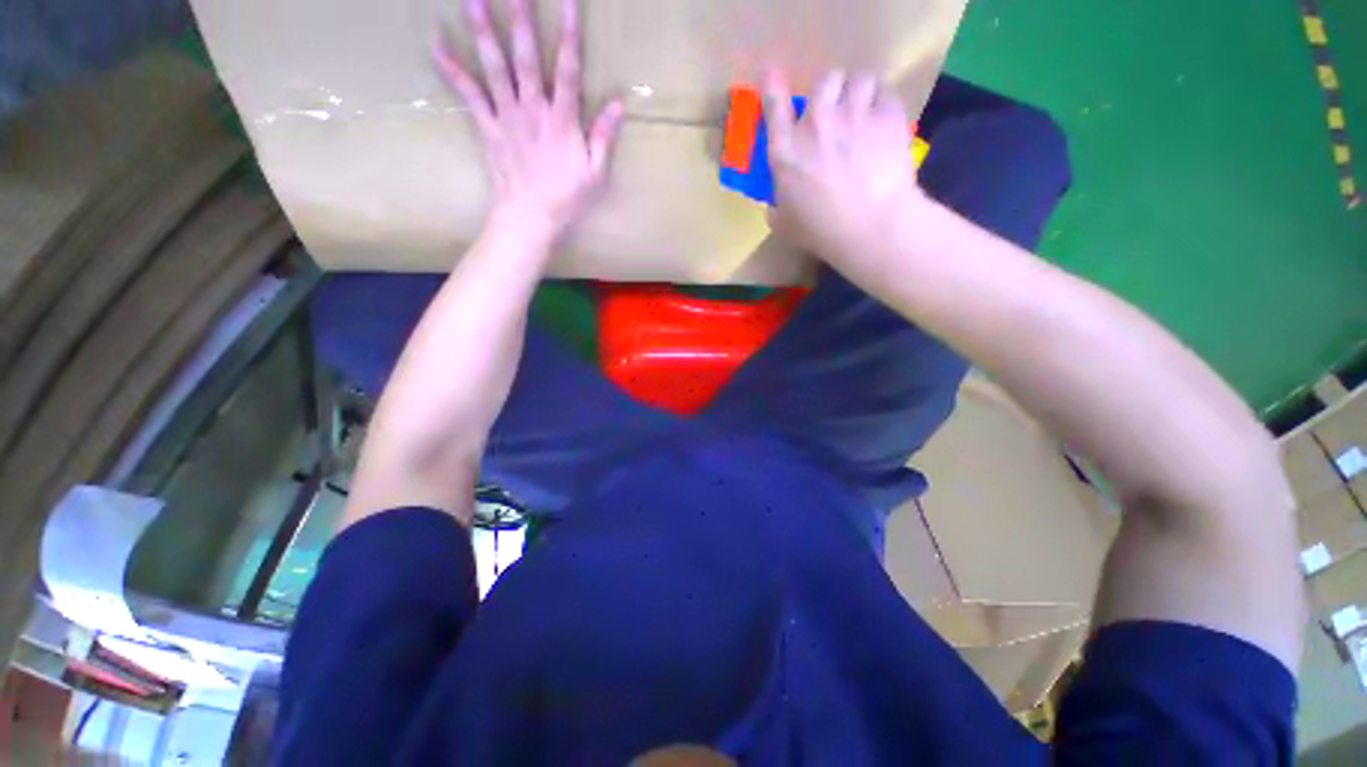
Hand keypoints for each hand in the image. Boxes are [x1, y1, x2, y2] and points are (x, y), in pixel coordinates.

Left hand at [436, 0, 623, 235]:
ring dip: (482, 28)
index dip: (569, 33)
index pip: (568, 69)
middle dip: (520, 16)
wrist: (532, 217)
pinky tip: (437, 41)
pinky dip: (451, 68)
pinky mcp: (487, 126)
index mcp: (563, 120)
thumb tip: (618, 104)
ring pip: (493, 65)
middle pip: (525, 55)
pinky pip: (468, 93)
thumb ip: (604, 136)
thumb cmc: (568, 198)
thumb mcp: (596, 173)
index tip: (567, 0)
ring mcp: (507, 115)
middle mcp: (533, 109)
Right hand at [764, 69, 923, 264]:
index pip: (773, 106)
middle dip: (831, 91)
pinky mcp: (887, 115)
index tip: (771, 72)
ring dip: (859, 93)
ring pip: (858, 79)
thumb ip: (778, 207)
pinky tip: (885, 123)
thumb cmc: (821, 232)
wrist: (871, 227)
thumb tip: (776, 205)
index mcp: (786, 152)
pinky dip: (884, 105)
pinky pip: (886, 94)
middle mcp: (816, 123)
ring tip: (865, 111)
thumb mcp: (786, 225)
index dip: (771, 85)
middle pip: (824, 80)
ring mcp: (853, 114)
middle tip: (837, 109)